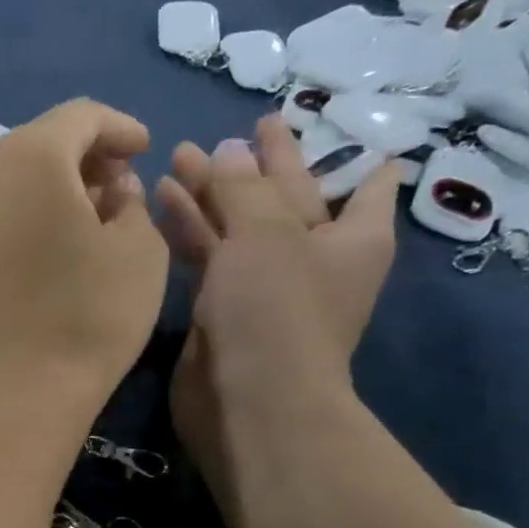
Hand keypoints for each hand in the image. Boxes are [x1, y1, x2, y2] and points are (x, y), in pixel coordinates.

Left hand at [0, 99, 168, 424]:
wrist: (16, 392)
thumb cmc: (89, 314)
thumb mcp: (139, 248)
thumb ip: (131, 200)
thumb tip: (111, 188)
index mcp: (29, 156)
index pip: (81, 117)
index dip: (120, 127)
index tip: (147, 148)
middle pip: (41, 141)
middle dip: (87, 155)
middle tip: (123, 183)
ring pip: (16, 174)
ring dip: (57, 183)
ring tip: (95, 213)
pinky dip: (29, 208)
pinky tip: (57, 238)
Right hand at [156, 117, 400, 502]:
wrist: (246, 401)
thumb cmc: (275, 308)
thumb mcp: (266, 232)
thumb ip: (243, 186)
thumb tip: (229, 149)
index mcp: (352, 239)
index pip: (365, 186)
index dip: (354, 156)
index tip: (341, 126)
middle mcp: (314, 260)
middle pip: (290, 199)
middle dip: (263, 165)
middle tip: (244, 128)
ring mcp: (266, 287)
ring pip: (240, 226)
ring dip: (213, 193)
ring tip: (181, 154)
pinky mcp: (222, 308)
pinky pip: (209, 256)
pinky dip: (191, 228)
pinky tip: (163, 197)